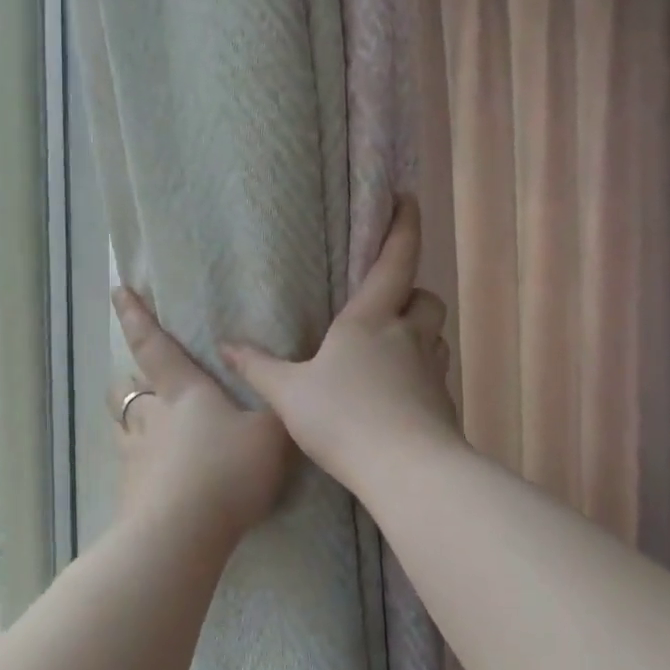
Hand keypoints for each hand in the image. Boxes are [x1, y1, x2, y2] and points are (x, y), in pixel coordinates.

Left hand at [110, 289, 292, 540]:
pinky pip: (132, 468)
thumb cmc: (228, 471)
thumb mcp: (272, 435)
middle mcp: (151, 419)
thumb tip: (279, 393)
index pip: (155, 346)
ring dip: (132, 422)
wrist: (182, 534)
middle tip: (146, 383)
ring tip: (152, 432)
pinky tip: (162, 481)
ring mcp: (134, 457)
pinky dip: (143, 466)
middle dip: (132, 381)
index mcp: (184, 394)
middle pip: (127, 390)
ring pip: (122, 427)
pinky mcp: (129, 494)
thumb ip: (276, 412)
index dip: (137, 316)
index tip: (118, 291)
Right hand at [222, 198, 458, 494]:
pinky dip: (419, 376)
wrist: (405, 470)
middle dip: (411, 296)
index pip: (395, 260)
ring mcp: (431, 371)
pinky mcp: (443, 404)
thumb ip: (258, 368)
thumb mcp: (289, 394)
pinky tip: (396, 399)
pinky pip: (434, 376)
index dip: (403, 226)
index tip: (407, 199)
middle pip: (426, 299)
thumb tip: (226, 345)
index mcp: (371, 320)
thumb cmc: (343, 419)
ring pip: (434, 337)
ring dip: (418, 335)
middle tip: (388, 307)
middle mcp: (408, 337)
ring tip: (390, 352)